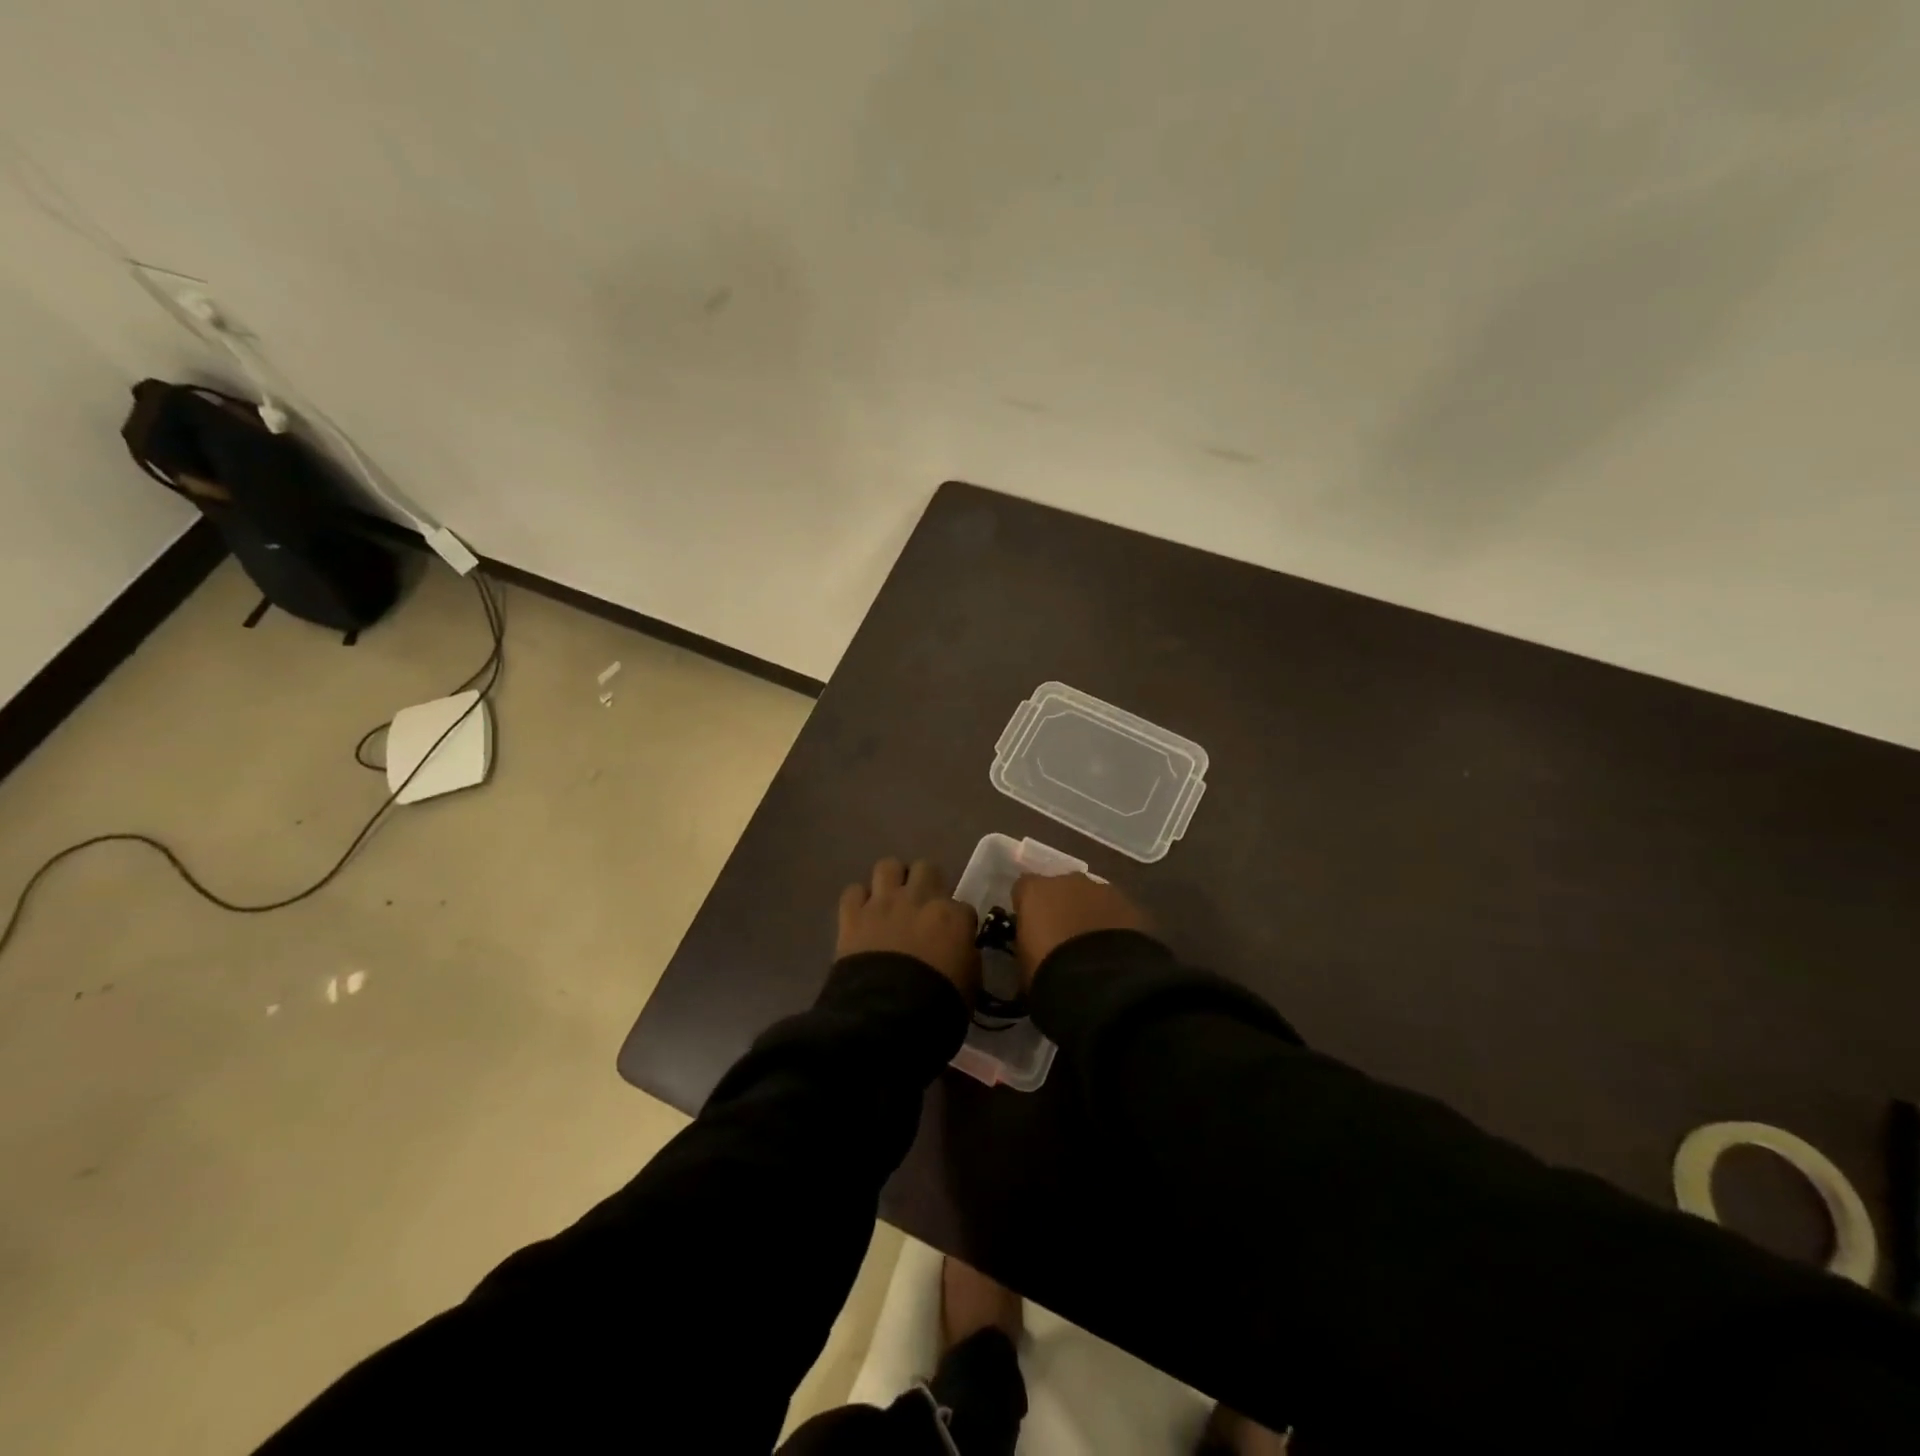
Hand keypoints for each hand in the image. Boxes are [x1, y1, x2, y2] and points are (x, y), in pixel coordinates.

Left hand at [837, 858, 979, 997]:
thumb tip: (961, 950)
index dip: (958, 921)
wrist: (887, 1016)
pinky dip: (858, 901)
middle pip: (926, 868)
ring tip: (891, 900)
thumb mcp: (970, 984)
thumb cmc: (937, 1005)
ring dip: (891, 881)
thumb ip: (967, 957)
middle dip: (926, 883)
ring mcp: (883, 902)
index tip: (954, 936)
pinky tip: (862, 915)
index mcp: (953, 916)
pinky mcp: (852, 914)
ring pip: (888, 866)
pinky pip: (853, 891)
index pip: (962, 906)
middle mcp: (919, 898)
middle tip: (922, 906)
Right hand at [1010, 873, 1150, 988]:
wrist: (1100, 982)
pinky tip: (1115, 951)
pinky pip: (1117, 913)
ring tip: (1093, 947)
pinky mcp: (1132, 906)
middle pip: (1061, 889)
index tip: (1030, 929)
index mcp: (1035, 890)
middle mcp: (1068, 880)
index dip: (1027, 908)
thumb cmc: (1048, 972)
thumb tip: (1033, 948)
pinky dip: (1114, 926)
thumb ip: (1027, 944)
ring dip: (1090, 915)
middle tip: (1063, 938)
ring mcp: (1104, 890)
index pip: (1023, 889)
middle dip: (1062, 907)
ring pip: (1092, 898)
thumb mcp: (1023, 963)